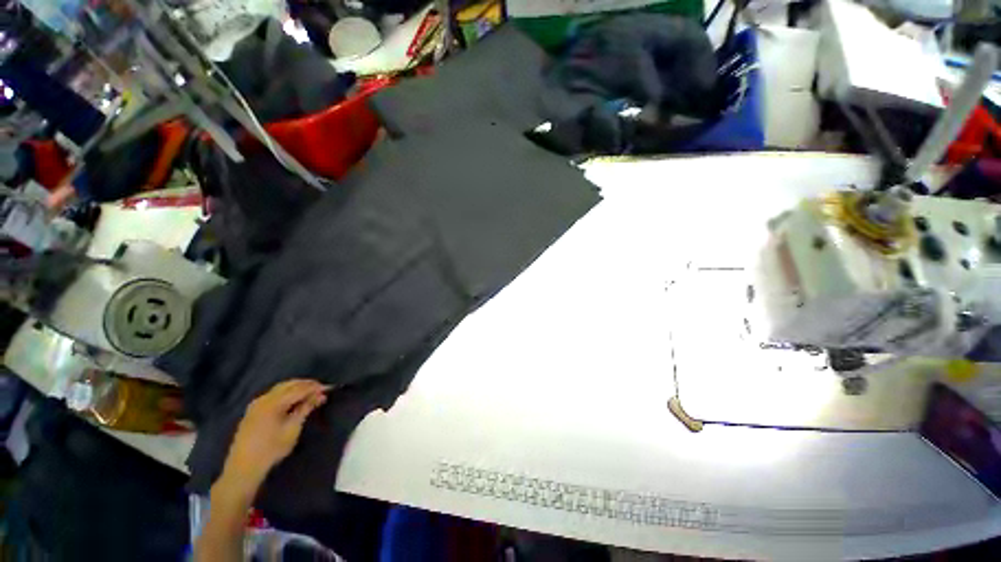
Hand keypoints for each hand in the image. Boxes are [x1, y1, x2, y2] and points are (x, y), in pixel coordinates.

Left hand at [219, 379, 328, 494]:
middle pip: (289, 384)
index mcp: (273, 402)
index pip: (299, 389)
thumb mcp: (292, 429)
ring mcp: (256, 404)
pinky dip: (286, 393)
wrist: (243, 468)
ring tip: (310, 393)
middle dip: (306, 384)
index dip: (315, 387)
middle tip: (321, 389)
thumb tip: (320, 395)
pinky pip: (273, 395)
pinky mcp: (253, 410)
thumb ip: (306, 409)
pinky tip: (293, 399)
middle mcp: (264, 399)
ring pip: (280, 388)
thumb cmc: (271, 449)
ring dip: (296, 388)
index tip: (329, 388)